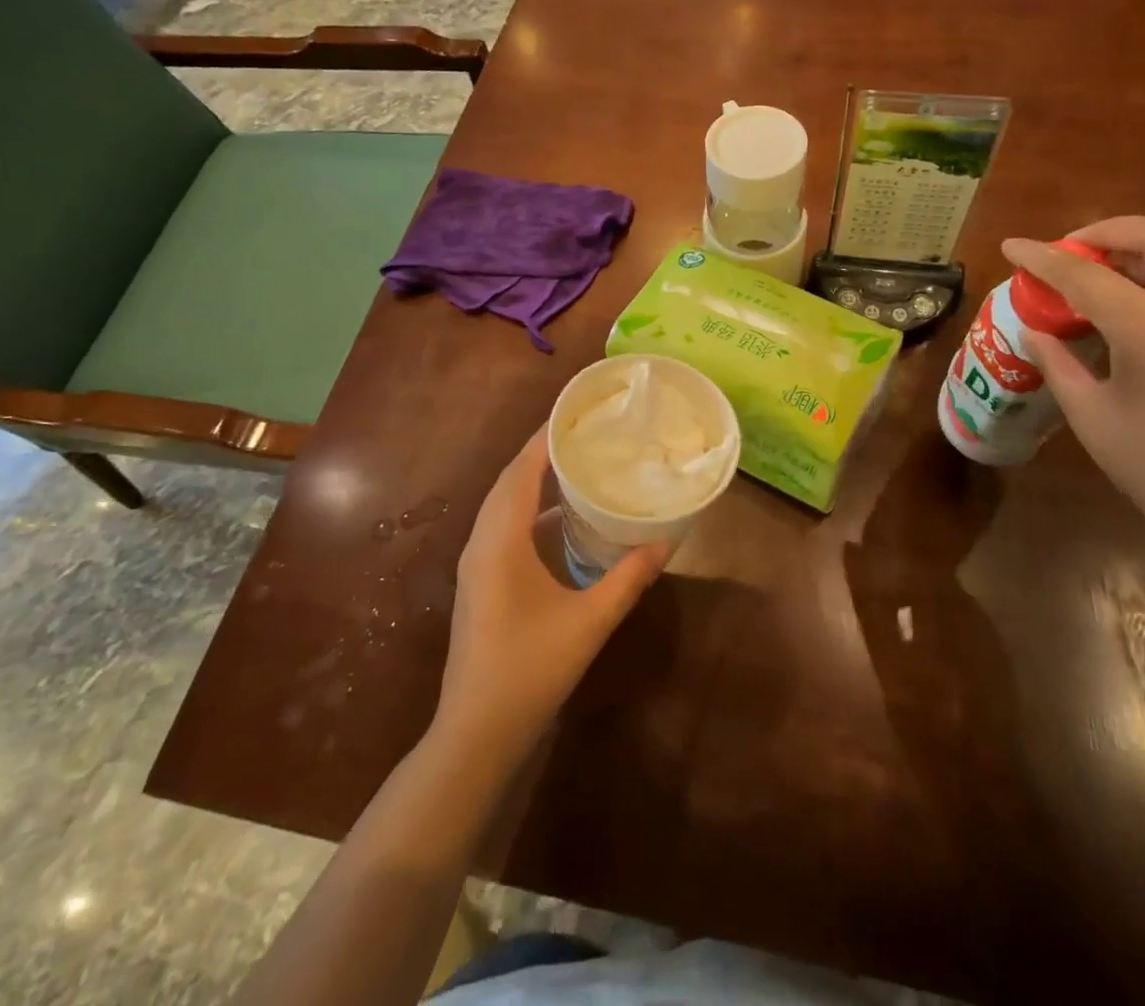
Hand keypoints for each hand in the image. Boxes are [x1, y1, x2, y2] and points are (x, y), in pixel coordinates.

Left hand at [435, 430, 670, 758]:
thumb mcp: (590, 622)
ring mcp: (476, 563)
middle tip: (583, 433)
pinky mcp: (480, 581)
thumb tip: (668, 540)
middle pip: (509, 481)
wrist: (476, 731)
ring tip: (575, 464)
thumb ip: (630, 578)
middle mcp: (482, 542)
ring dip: (533, 480)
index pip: (521, 471)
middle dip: (541, 453)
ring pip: (503, 504)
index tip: (574, 412)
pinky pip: (503, 526)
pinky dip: (529, 509)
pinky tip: (561, 519)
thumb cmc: (531, 669)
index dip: (544, 438)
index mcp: (501, 541)